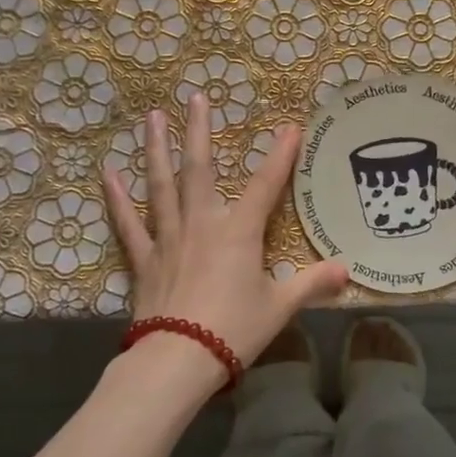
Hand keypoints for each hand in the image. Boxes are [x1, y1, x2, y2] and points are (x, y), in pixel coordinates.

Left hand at [102, 93, 349, 374]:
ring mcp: (169, 238)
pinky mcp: (144, 259)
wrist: (178, 359)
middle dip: (200, 130)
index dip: (281, 155)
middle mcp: (202, 223)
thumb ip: (312, 284)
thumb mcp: (280, 307)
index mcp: (239, 232)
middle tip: (196, 96)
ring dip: (156, 149)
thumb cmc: (234, 330)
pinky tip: (109, 174)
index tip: (290, 126)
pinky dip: (118, 199)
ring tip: (153, 116)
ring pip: (161, 185)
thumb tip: (347, 270)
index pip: (267, 185)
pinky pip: (130, 224)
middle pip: (200, 168)